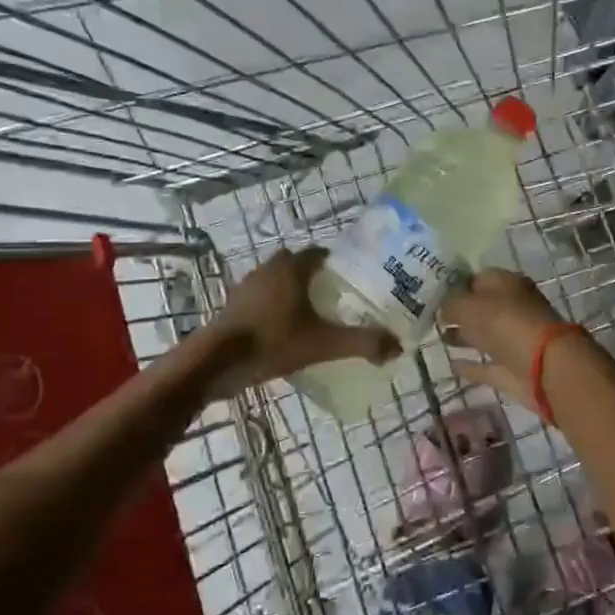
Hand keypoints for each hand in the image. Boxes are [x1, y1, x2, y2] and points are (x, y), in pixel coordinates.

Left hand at [204, 247, 399, 394]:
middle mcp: (269, 269)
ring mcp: (247, 286)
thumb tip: (397, 346)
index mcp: (292, 268)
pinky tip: (283, 329)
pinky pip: (260, 297)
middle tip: (332, 297)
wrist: (218, 361)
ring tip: (310, 314)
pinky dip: (273, 306)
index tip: (351, 280)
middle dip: (312, 276)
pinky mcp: (234, 305)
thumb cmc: (273, 341)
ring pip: (276, 280)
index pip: (319, 254)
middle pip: (296, 264)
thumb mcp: (324, 344)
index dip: (336, 264)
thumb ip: (362, 342)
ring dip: (290, 290)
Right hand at [439, 270, 568, 408]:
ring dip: (464, 336)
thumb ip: (451, 304)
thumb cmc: (505, 323)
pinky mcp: (514, 368)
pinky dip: (472, 365)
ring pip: (485, 335)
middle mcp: (513, 308)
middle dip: (459, 311)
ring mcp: (515, 340)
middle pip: (482, 307)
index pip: (477, 278)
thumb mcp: (469, 305)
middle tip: (430, 316)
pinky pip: (488, 364)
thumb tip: (442, 308)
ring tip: (438, 337)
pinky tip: (452, 365)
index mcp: (507, 284)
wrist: (545, 367)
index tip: (431, 294)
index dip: (455, 284)